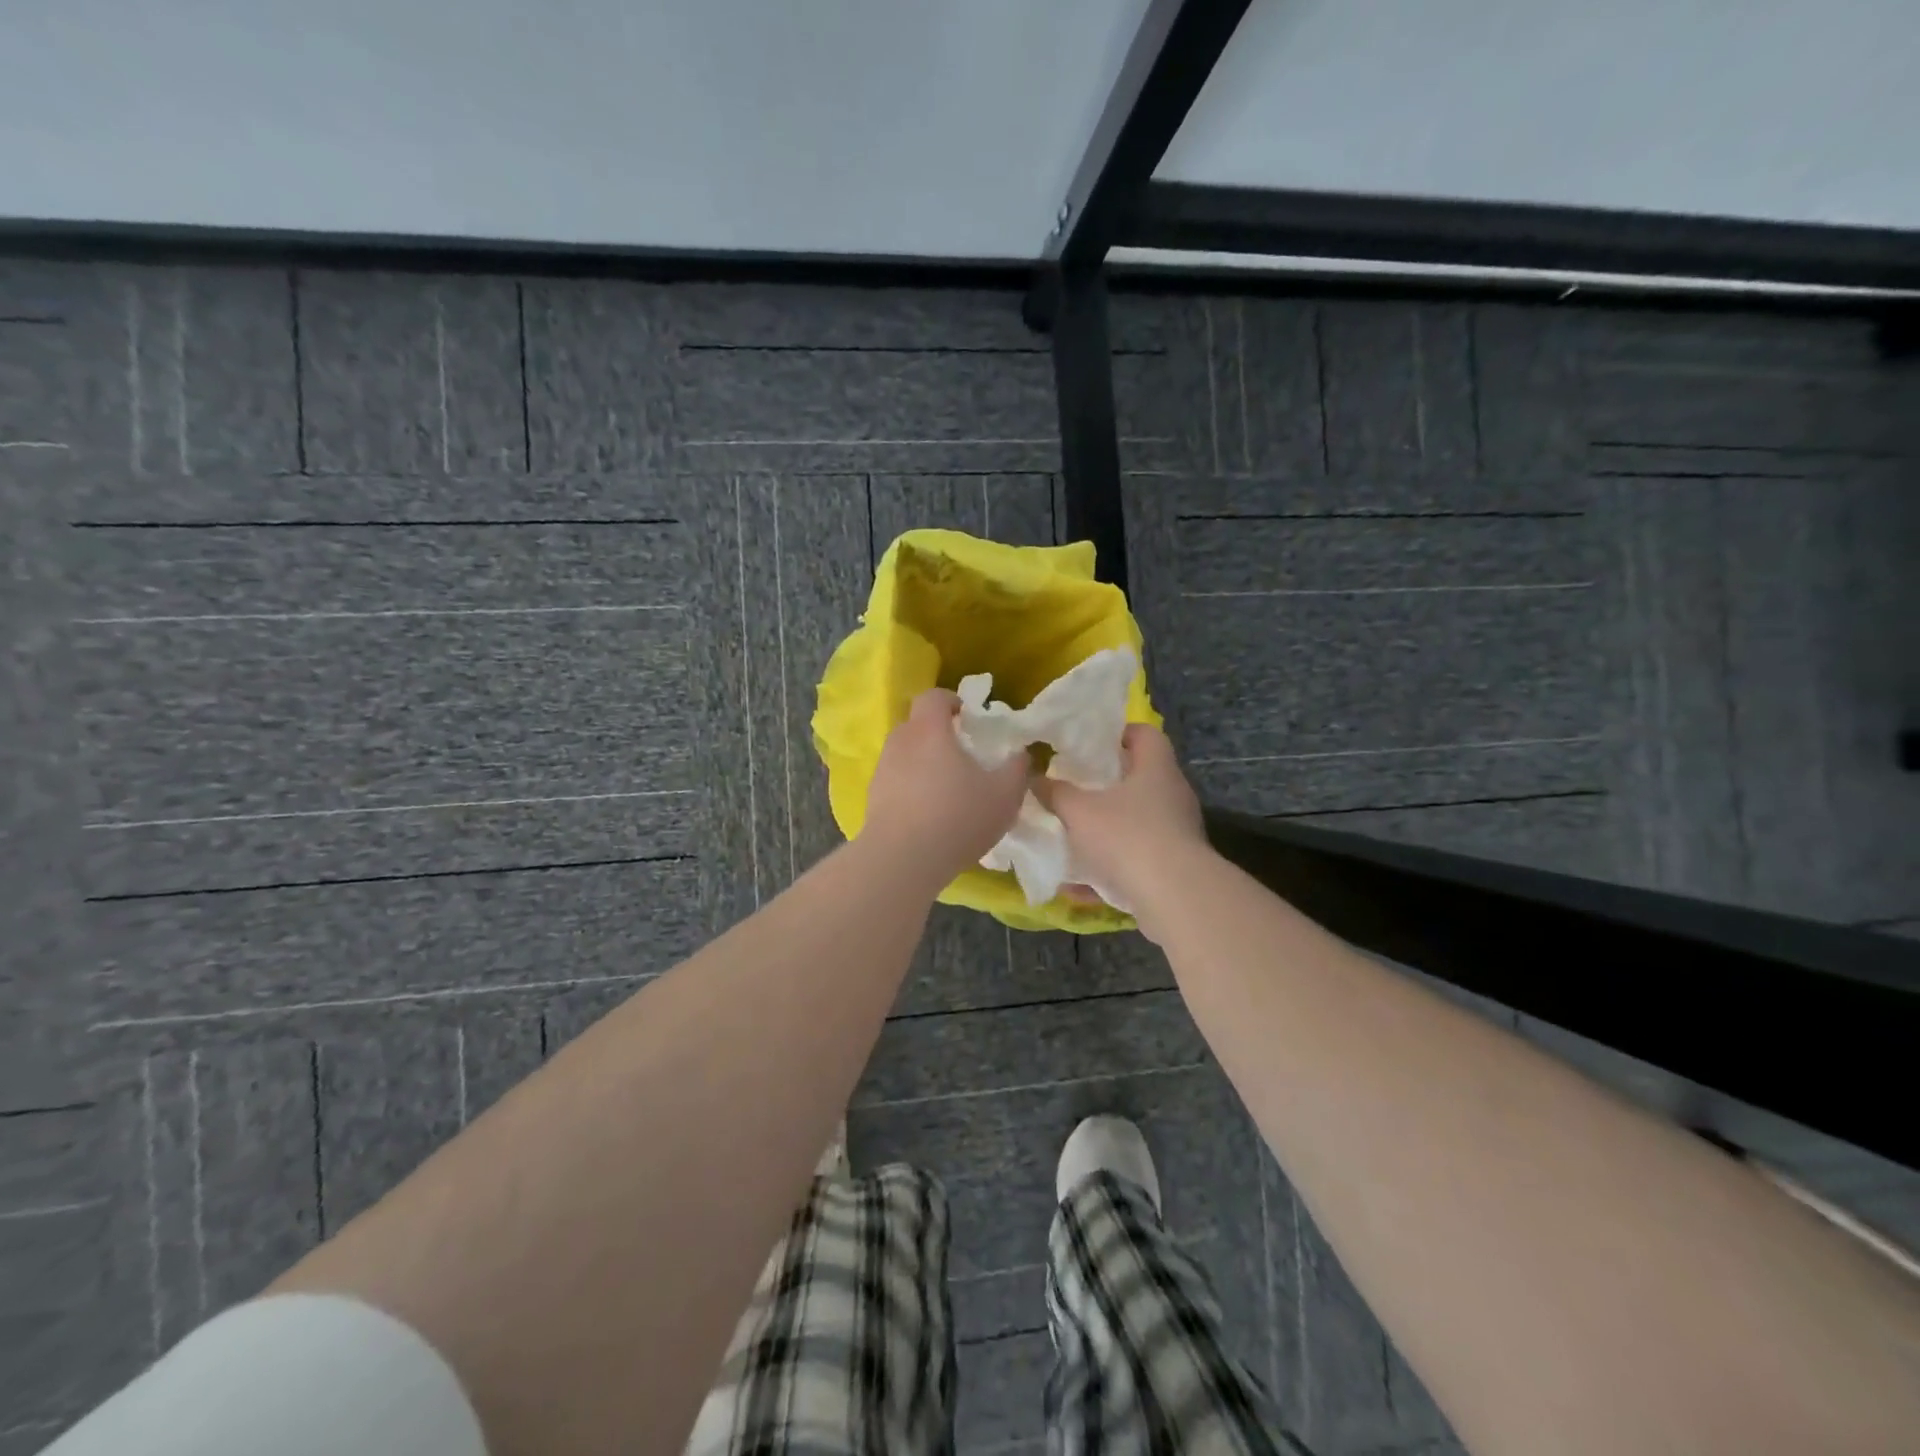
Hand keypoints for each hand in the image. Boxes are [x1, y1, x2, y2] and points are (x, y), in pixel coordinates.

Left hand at [858, 688, 1029, 890]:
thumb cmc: (957, 817)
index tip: (968, 717)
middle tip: (962, 755)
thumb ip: (1017, 768)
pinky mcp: (873, 798)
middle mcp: (900, 742)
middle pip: (916, 724)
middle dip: (938, 733)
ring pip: (905, 754)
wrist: (903, 860)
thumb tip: (1021, 754)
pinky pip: (896, 781)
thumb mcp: (1005, 795)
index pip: (933, 697)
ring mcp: (882, 770)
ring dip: (923, 762)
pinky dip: (911, 788)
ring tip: (946, 788)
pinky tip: (929, 814)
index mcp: (929, 730)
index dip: (951, 701)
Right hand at [1040, 723, 1209, 936]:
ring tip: (1072, 834)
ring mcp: (1178, 832)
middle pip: (1140, 778)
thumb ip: (1055, 793)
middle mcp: (1173, 794)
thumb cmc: (1126, 837)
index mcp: (1156, 768)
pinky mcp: (1175, 865)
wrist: (1174, 897)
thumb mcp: (1079, 811)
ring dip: (1107, 827)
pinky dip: (1110, 866)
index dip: (1118, 733)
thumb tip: (1034, 778)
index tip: (1088, 744)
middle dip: (1105, 784)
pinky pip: (1137, 858)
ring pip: (1137, 821)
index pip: (1144, 733)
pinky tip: (1078, 884)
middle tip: (1073, 787)